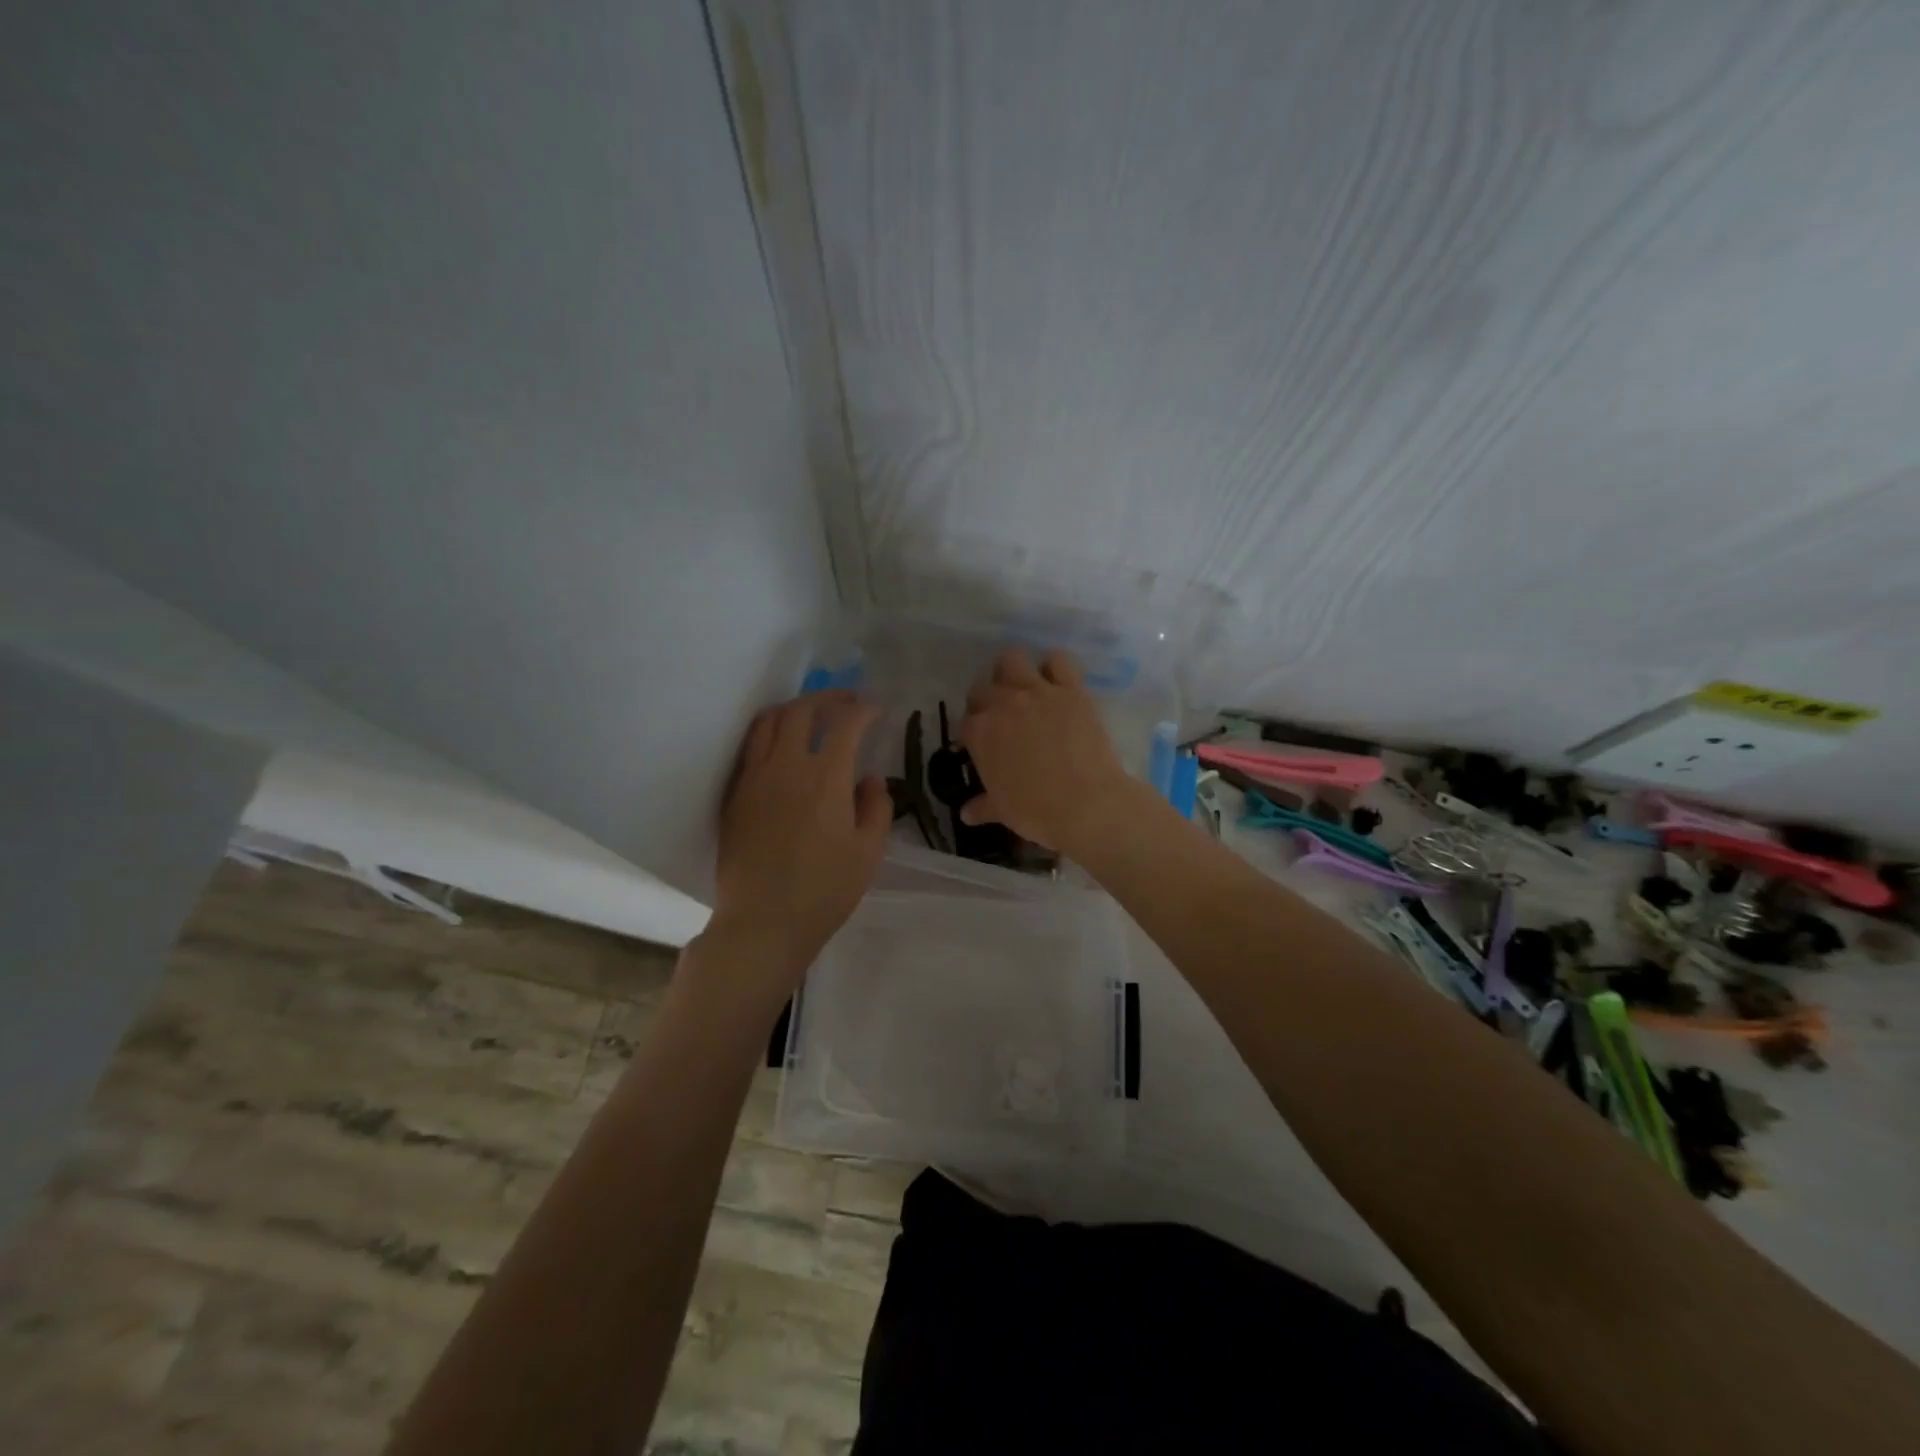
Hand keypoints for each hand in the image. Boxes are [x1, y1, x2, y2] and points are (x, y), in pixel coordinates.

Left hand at [706, 691, 891, 991]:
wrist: (764, 922)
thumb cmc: (825, 890)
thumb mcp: (869, 852)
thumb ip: (876, 807)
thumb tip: (869, 779)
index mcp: (826, 777)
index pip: (846, 724)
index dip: (864, 710)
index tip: (876, 708)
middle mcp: (787, 766)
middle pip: (803, 710)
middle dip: (828, 698)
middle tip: (847, 700)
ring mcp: (754, 778)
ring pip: (769, 722)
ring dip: (794, 708)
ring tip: (811, 714)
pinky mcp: (735, 795)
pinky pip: (751, 748)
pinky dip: (770, 733)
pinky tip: (781, 746)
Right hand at [957, 649, 1135, 851]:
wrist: (1087, 804)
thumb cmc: (1037, 812)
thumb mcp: (1003, 811)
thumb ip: (982, 806)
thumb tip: (967, 813)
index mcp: (980, 733)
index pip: (965, 723)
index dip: (972, 733)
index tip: (981, 745)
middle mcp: (1003, 704)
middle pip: (982, 688)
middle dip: (986, 701)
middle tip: (1000, 719)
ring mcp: (1038, 692)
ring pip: (1012, 659)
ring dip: (1012, 671)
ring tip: (1022, 690)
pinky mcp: (1071, 689)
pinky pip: (1058, 661)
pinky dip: (1055, 667)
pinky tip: (1056, 683)